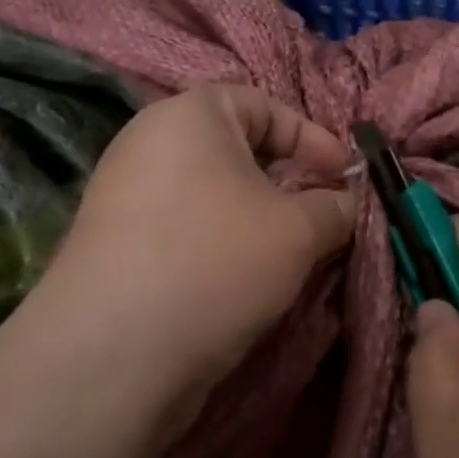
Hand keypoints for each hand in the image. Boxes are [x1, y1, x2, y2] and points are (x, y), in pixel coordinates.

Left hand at [29, 84, 354, 407]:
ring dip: (258, 217)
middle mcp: (149, 143)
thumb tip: (345, 204)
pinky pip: (186, 227)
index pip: (263, 104)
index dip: (312, 137)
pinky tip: (244, 280)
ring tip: (289, 253)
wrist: (113, 353)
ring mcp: (125, 195)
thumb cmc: (217, 260)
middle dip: (287, 180)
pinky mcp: (116, 245)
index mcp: (189, 114)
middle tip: (321, 215)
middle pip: (236, 149)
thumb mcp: (298, 230)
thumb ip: (334, 208)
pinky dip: (222, 242)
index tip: (344, 176)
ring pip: (212, 193)